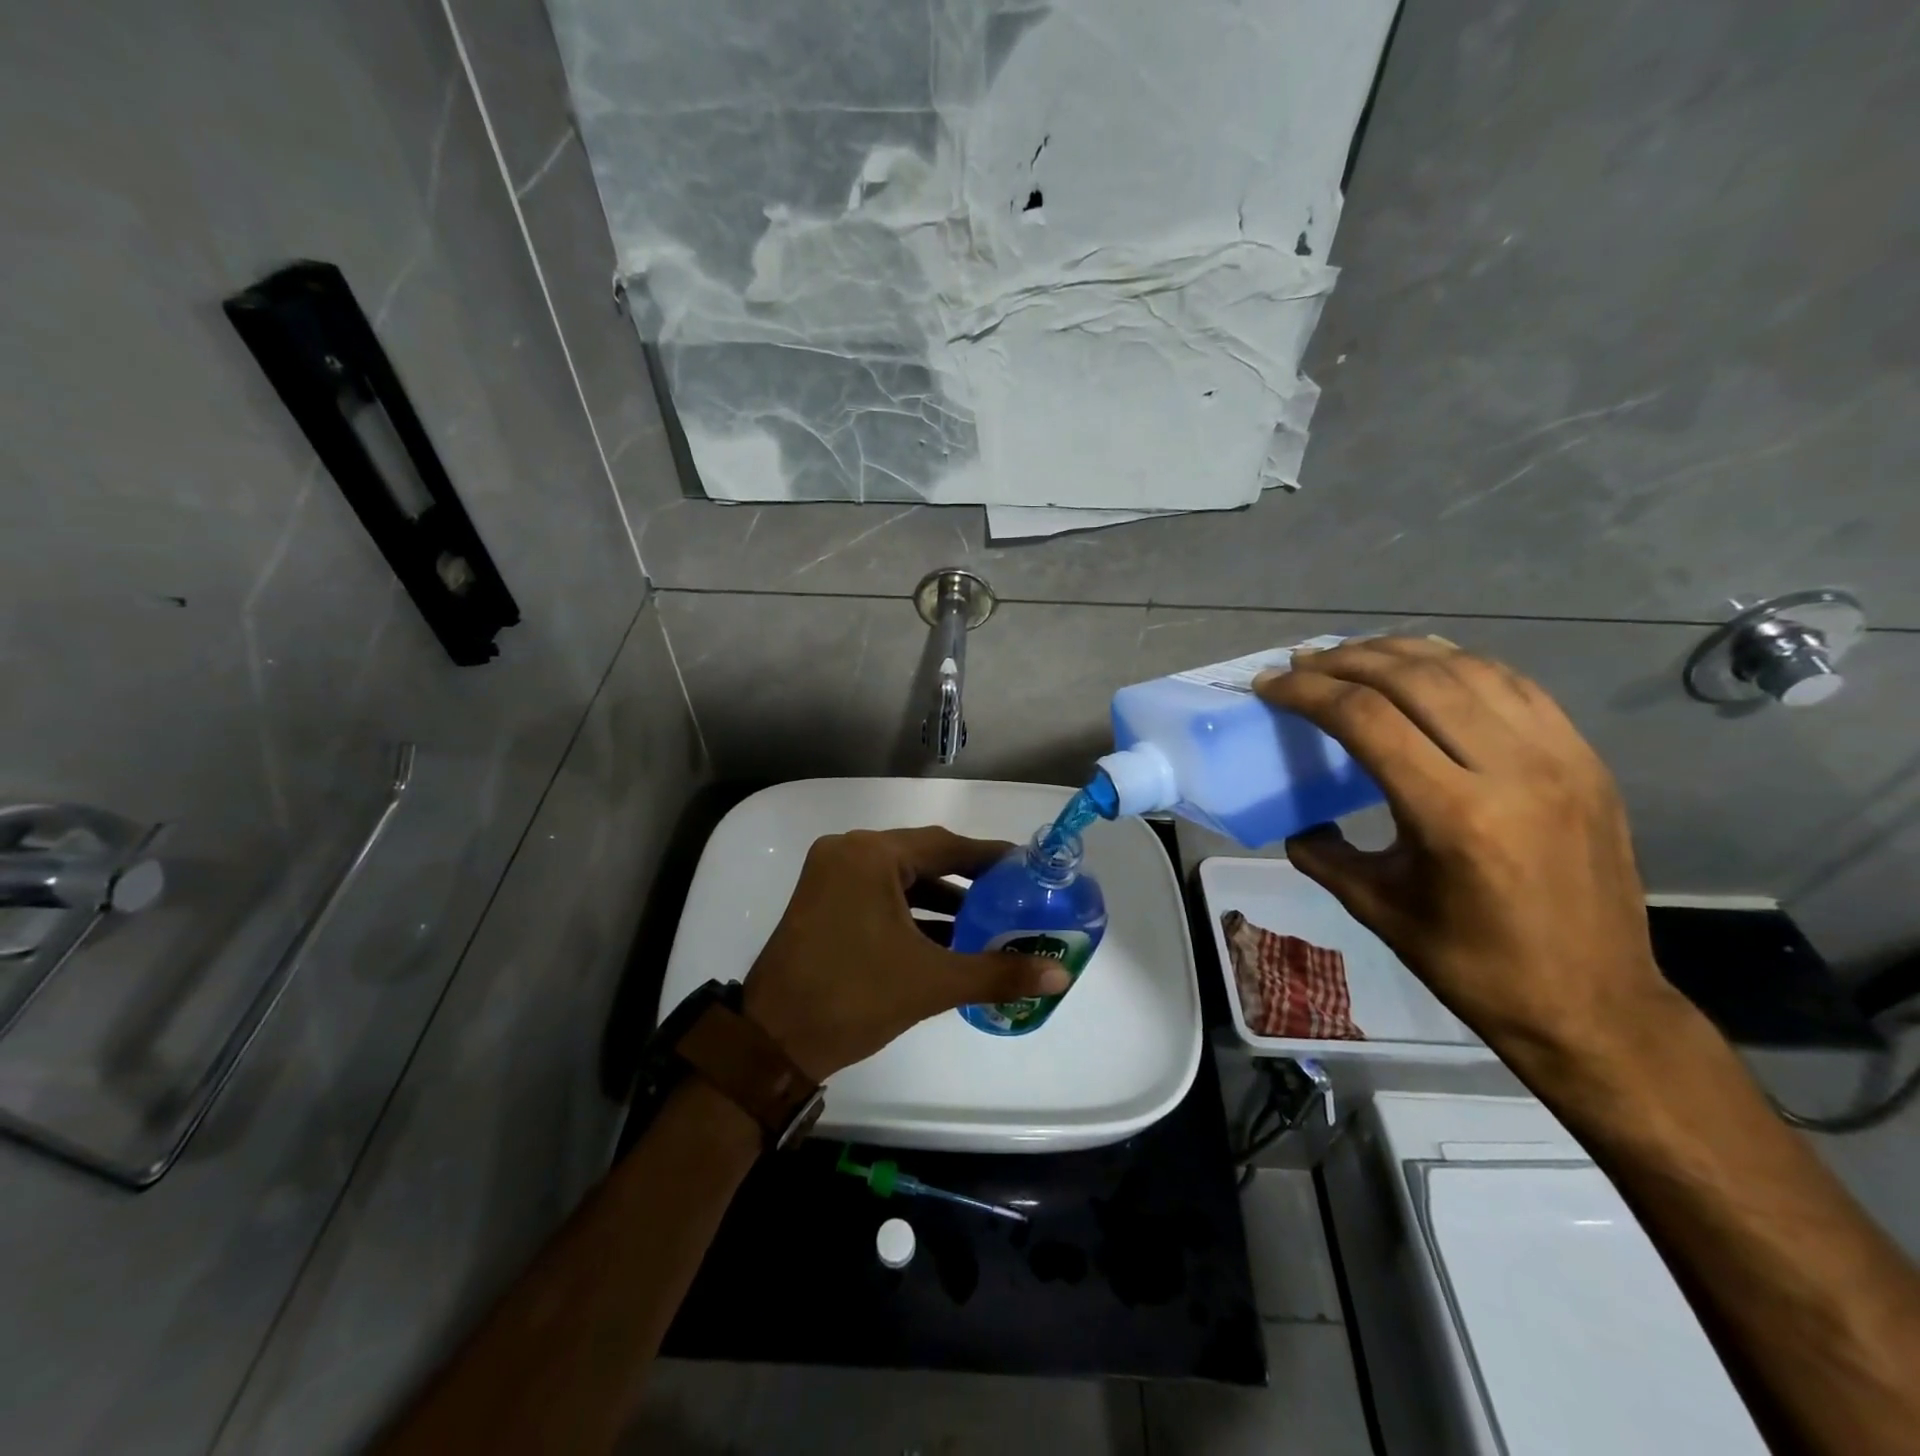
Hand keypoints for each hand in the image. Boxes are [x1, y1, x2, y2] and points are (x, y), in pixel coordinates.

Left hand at [741, 827, 1070, 1079]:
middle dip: (968, 880)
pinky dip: (912, 913)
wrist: (772, 1043)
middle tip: (1013, 896)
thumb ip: (999, 973)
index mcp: (871, 856)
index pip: (946, 845)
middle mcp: (848, 853)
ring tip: (988, 922)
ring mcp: (831, 876)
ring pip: (901, 878)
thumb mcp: (932, 982)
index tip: (1028, 870)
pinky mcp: (823, 901)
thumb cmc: (853, 999)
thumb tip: (1060, 974)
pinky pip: (879, 895)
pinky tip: (948, 938)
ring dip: (941, 900)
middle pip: (923, 857)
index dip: (990, 858)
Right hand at [1253, 637, 1676, 1068]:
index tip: (1270, 684)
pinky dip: (1458, 665)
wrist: (1594, 1004)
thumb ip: (1323, 853)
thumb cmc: (1474, 966)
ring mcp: (1560, 758)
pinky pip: (1513, 685)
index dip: (1308, 691)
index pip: (1366, 718)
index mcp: (1453, 815)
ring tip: (1353, 655)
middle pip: (1414, 678)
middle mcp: (1512, 770)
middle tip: (1301, 662)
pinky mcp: (1585, 759)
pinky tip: (1425, 668)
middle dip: (1345, 660)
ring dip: (1399, 652)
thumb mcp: (1378, 908)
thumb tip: (1296, 822)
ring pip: (1467, 669)